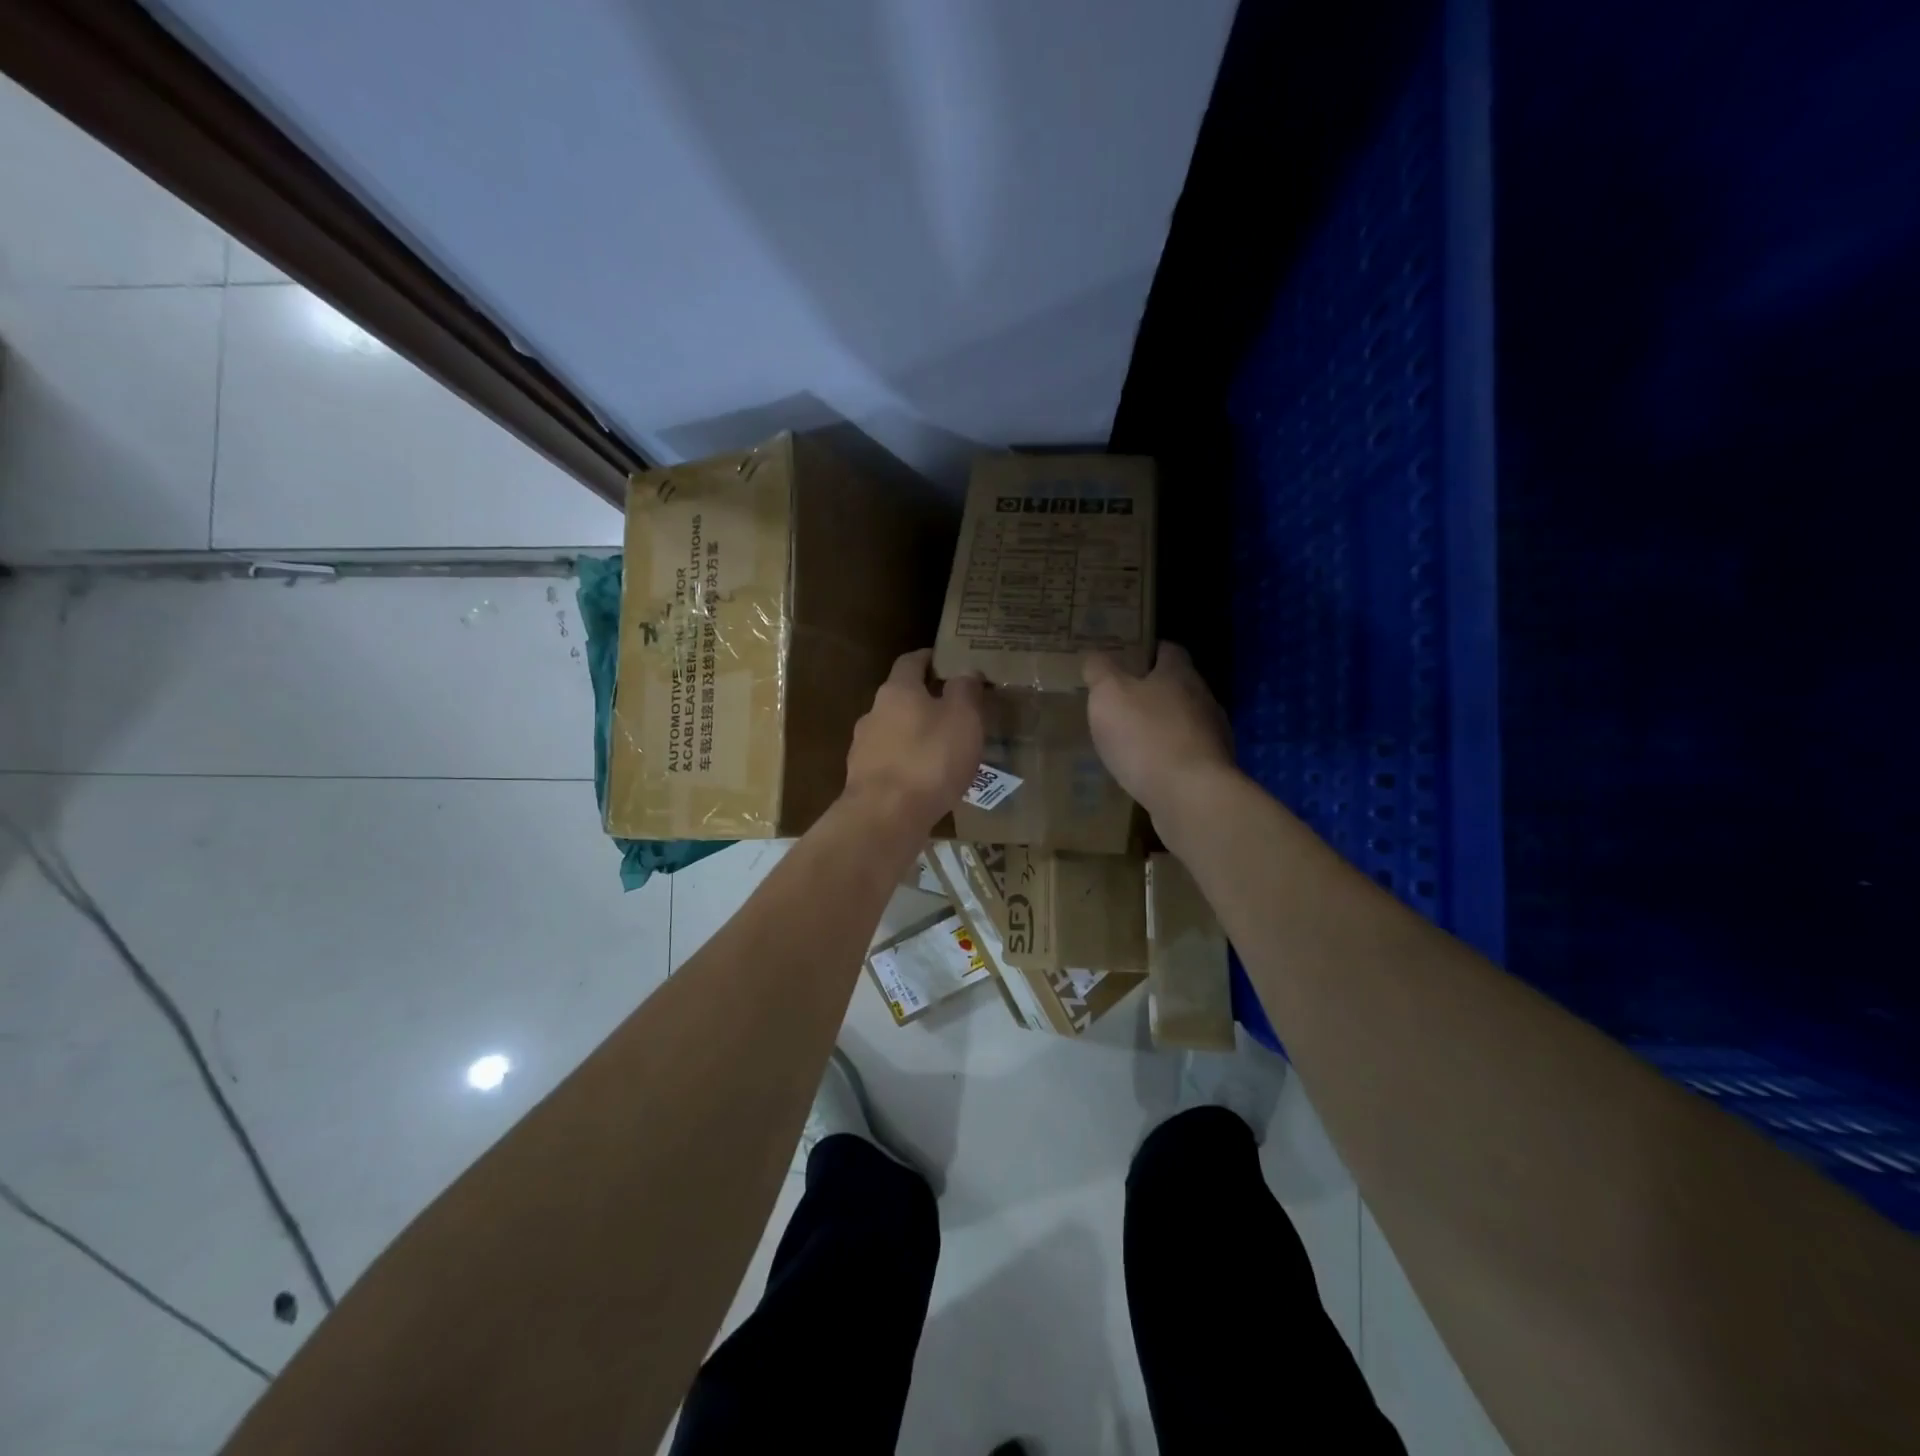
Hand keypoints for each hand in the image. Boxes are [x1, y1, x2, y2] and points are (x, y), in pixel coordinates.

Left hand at [844, 649, 984, 834]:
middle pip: (900, 698)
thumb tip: (965, 671)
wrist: (885, 817)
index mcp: (897, 690)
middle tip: (953, 712)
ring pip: (893, 732)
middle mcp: (873, 712)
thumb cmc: (930, 759)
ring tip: (942, 751)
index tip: (946, 661)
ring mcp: (863, 747)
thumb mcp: (963, 718)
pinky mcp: (862, 780)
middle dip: (924, 701)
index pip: (911, 661)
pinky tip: (924, 781)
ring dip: (914, 736)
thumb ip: (965, 690)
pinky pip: (890, 763)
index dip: (929, 659)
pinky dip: (906, 764)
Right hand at [1084, 642, 1235, 826]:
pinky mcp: (1212, 769)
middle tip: (1120, 702)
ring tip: (1130, 740)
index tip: (1126, 659)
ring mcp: (1213, 736)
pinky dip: (1166, 757)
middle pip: (1177, 686)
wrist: (1190, 795)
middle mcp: (1203, 699)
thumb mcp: (1108, 695)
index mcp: (1180, 674)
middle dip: (1152, 692)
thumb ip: (1100, 671)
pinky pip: (1185, 754)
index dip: (1147, 651)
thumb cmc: (1145, 736)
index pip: (1168, 650)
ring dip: (1160, 727)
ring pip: (1182, 722)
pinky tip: (1146, 770)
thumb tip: (1096, 656)